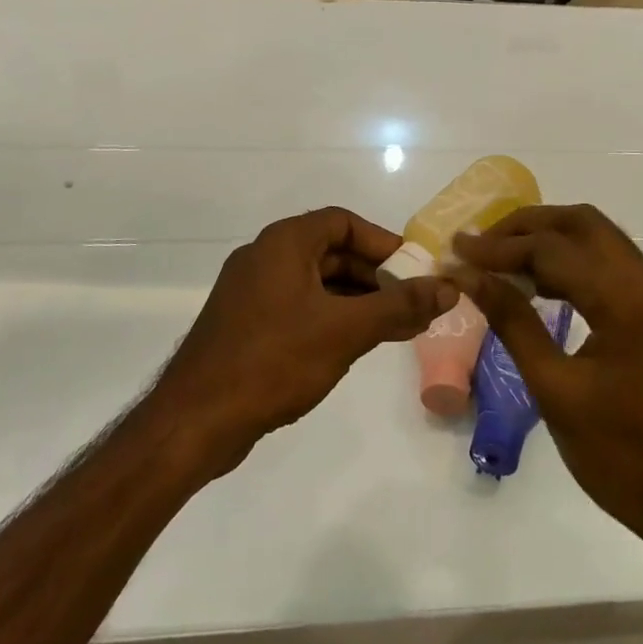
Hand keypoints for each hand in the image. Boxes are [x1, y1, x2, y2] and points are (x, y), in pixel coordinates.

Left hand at [154, 208, 457, 474]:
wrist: (195, 421)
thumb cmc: (273, 361)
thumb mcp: (345, 330)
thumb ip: (399, 306)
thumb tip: (448, 287)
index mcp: (283, 242)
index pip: (343, 222)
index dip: (382, 242)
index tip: (414, 270)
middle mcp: (264, 256)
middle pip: (331, 251)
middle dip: (374, 276)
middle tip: (410, 304)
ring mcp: (251, 291)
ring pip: (315, 283)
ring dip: (355, 300)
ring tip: (392, 329)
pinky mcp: (245, 324)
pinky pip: (298, 306)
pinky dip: (329, 317)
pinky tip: (351, 347)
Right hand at [451, 206, 642, 554]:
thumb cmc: (625, 456)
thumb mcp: (556, 389)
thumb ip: (513, 321)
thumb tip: (469, 277)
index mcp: (627, 297)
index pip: (552, 248)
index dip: (498, 248)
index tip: (456, 250)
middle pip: (582, 223)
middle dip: (527, 226)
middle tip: (481, 245)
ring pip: (598, 240)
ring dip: (550, 241)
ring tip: (501, 261)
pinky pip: (611, 266)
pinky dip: (573, 263)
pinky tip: (540, 286)